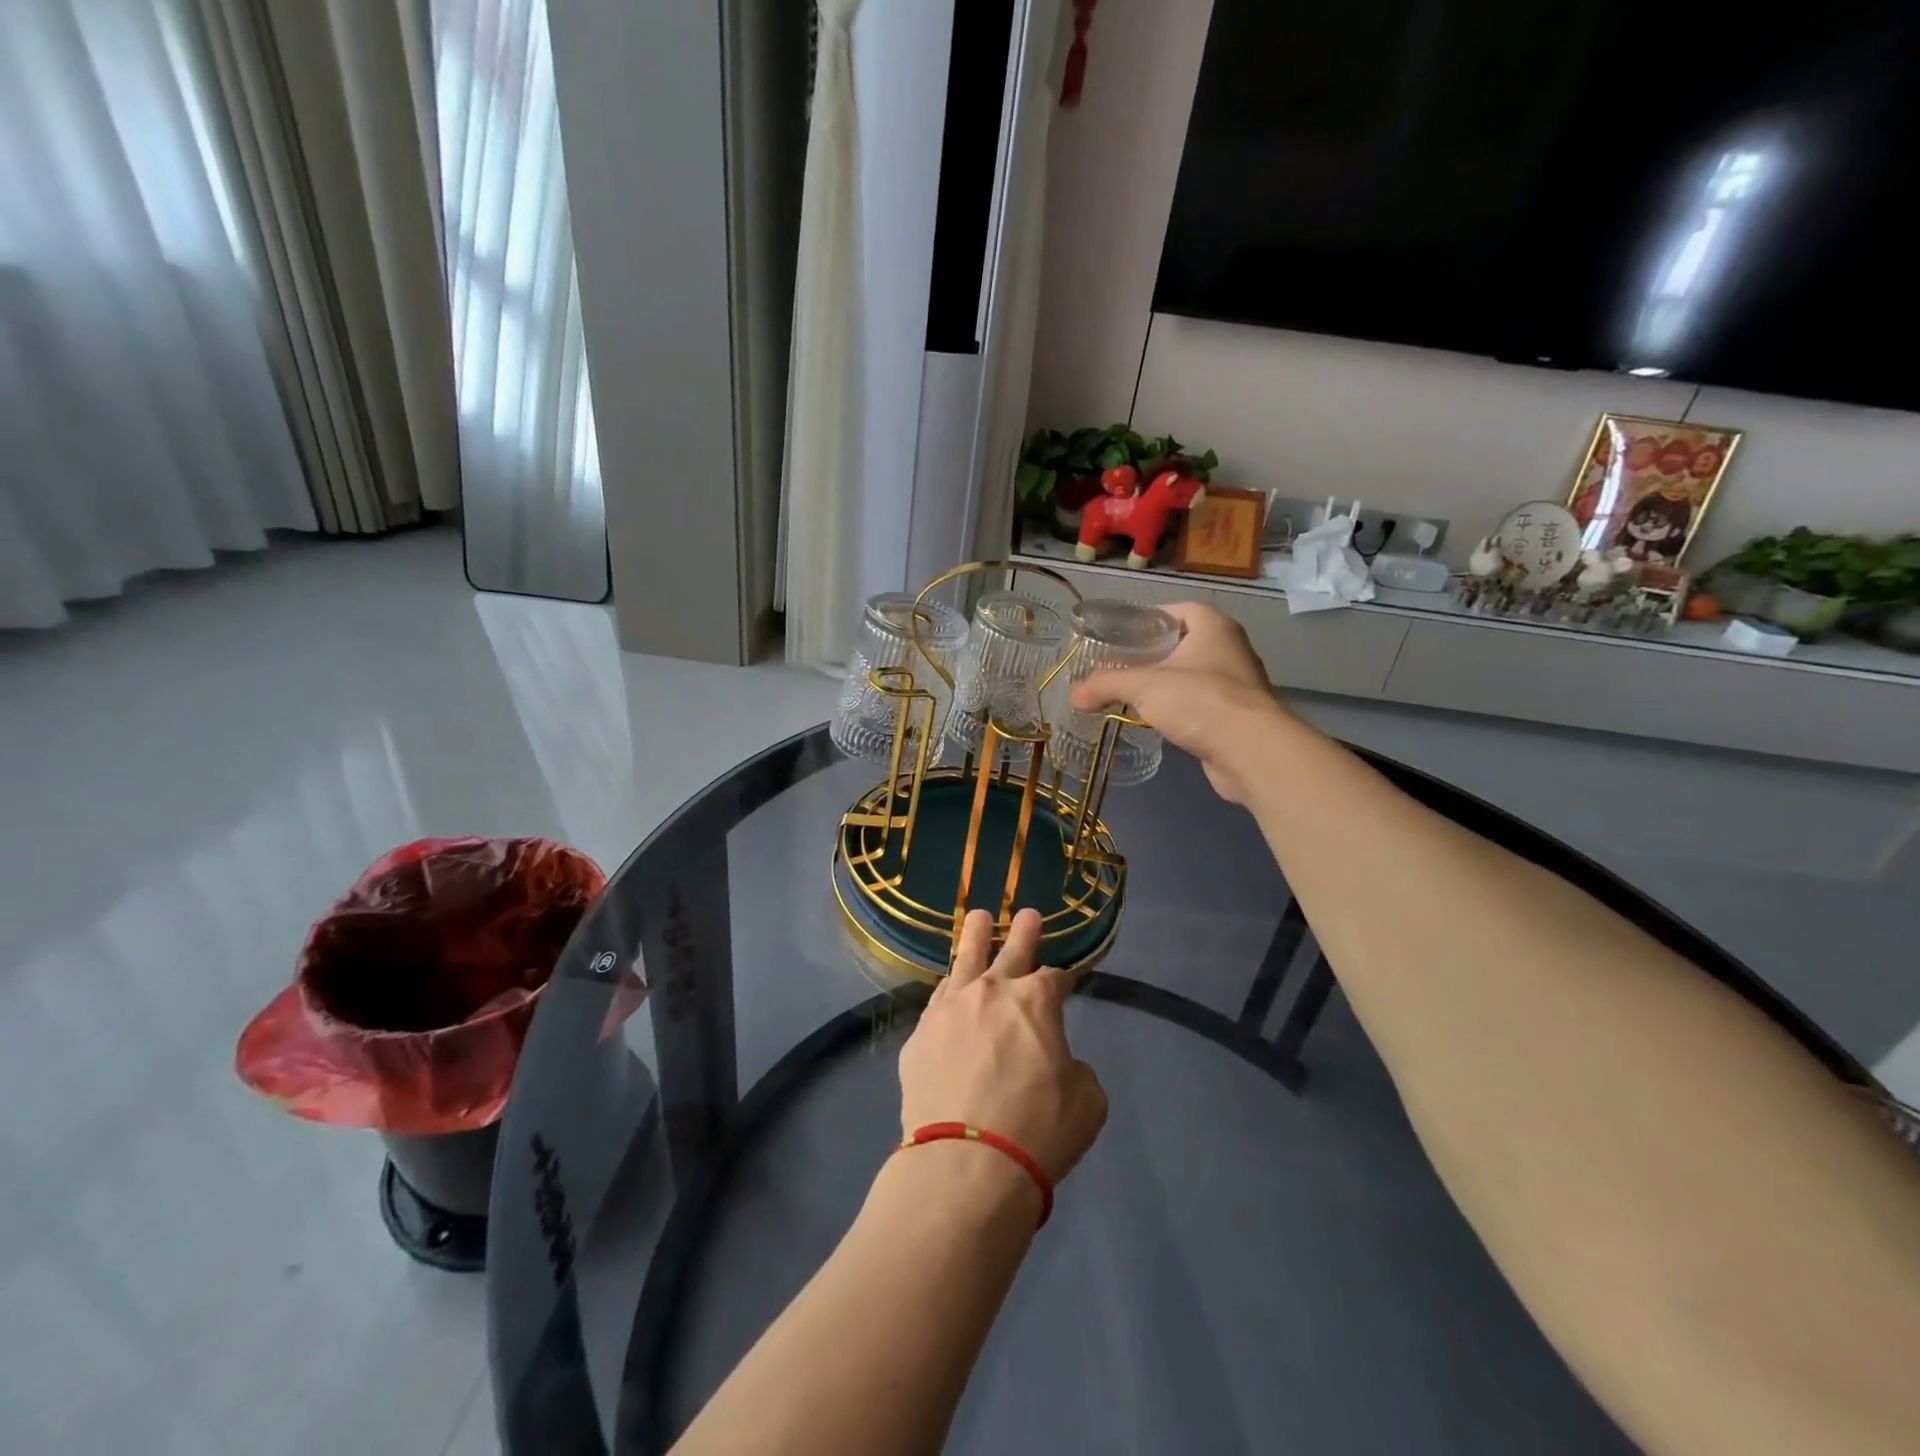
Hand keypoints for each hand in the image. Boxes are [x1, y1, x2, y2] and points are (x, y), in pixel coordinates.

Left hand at [898, 908, 1107, 1185]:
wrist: (966, 1164)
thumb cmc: (1038, 1130)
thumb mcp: (1087, 1102)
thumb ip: (1076, 1069)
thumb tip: (1057, 1063)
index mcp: (1036, 1000)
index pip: (1055, 977)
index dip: (1064, 977)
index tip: (1067, 979)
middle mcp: (991, 991)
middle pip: (1010, 950)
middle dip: (1023, 931)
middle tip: (1028, 913)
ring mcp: (950, 1008)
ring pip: (963, 958)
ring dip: (974, 936)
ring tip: (977, 917)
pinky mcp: (920, 1034)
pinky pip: (937, 1000)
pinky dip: (949, 989)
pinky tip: (949, 985)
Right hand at [1069, 601, 1284, 804]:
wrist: (1249, 751)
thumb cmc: (1199, 701)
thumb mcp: (1144, 686)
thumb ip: (1106, 684)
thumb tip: (1073, 695)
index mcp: (1214, 627)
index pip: (1180, 609)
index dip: (1152, 617)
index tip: (1124, 632)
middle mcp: (1231, 648)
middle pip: (1186, 642)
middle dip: (1155, 652)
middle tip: (1121, 662)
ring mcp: (1237, 684)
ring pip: (1194, 675)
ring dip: (1168, 682)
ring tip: (1134, 692)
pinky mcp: (1237, 716)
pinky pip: (1201, 704)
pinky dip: (1180, 708)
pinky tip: (1158, 720)